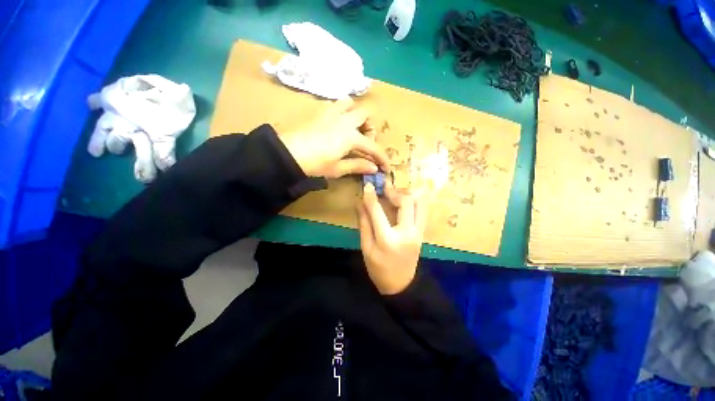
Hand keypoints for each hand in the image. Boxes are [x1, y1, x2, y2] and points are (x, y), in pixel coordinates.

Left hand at [278, 98, 389, 177]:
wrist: (288, 154)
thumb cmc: (315, 164)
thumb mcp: (337, 169)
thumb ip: (357, 165)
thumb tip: (374, 168)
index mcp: (351, 137)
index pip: (373, 147)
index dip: (382, 158)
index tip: (385, 167)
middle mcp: (345, 120)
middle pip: (366, 113)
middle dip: (370, 127)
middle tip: (365, 141)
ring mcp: (331, 113)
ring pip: (350, 103)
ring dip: (356, 114)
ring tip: (352, 128)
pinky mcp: (320, 112)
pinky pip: (335, 105)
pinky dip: (342, 111)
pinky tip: (337, 124)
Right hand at [357, 182, 427, 294]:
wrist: (401, 285)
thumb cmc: (378, 269)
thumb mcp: (366, 248)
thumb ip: (364, 223)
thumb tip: (359, 203)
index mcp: (388, 239)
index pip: (378, 211)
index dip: (372, 196)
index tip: (368, 185)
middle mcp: (408, 233)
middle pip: (407, 202)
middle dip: (395, 191)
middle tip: (385, 190)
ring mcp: (418, 232)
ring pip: (421, 203)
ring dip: (408, 194)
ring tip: (396, 195)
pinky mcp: (423, 232)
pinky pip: (423, 210)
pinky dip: (415, 201)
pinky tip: (404, 201)